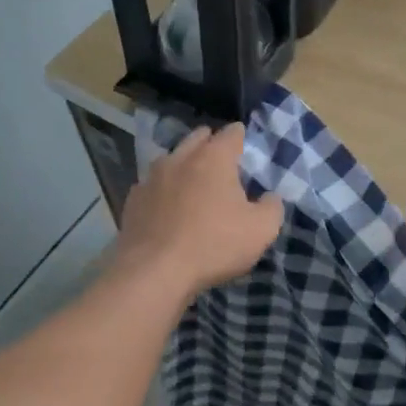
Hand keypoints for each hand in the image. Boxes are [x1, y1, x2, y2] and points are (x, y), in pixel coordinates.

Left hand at [112, 124, 282, 301]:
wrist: (154, 272)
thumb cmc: (214, 244)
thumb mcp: (261, 230)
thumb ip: (272, 207)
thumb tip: (270, 197)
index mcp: (214, 158)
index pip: (231, 133)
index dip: (241, 136)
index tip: (246, 144)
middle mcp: (180, 158)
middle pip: (198, 138)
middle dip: (211, 144)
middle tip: (222, 161)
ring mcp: (152, 178)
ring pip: (172, 159)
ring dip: (184, 165)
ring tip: (194, 183)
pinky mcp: (133, 200)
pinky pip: (152, 185)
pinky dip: (163, 190)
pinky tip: (168, 207)